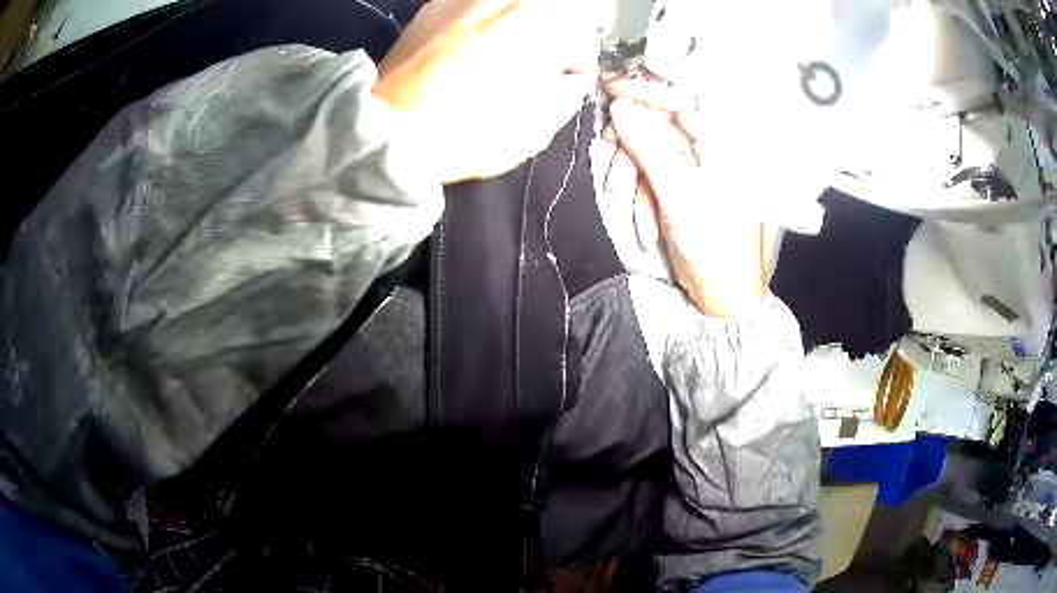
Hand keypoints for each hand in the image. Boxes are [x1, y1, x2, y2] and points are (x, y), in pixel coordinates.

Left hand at [373, 0, 599, 183]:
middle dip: (550, 38)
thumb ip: (569, 90)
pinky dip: (481, 23)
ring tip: (496, 59)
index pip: (582, 36)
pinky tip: (466, 49)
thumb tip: (568, 73)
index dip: (576, 63)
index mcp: (544, 21)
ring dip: (516, 27)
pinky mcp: (433, 5)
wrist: (389, 132)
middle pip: (549, 13)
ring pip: (511, 7)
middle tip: (533, 68)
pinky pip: (474, 7)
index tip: (560, 83)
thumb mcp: (539, 126)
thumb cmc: (470, 132)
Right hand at [603, 76, 764, 318]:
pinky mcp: (680, 188)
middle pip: (658, 123)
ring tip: (623, 199)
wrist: (721, 295)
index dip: (645, 89)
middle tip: (610, 156)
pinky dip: (640, 195)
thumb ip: (650, 147)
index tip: (610, 88)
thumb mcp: (680, 195)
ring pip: (648, 150)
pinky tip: (644, 222)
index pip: (681, 98)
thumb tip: (621, 108)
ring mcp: (694, 170)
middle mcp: (709, 149)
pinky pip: (649, 175)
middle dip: (630, 143)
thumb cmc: (714, 247)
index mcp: (723, 144)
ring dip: (630, 174)